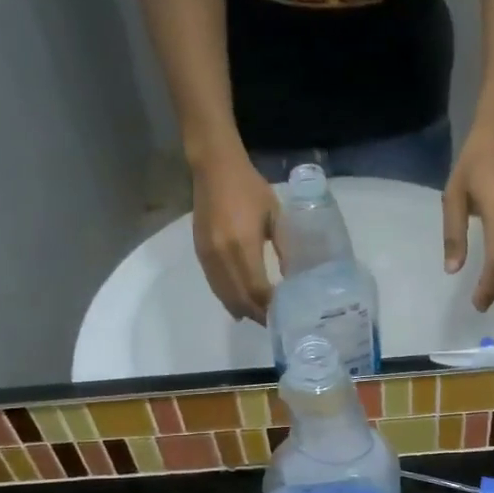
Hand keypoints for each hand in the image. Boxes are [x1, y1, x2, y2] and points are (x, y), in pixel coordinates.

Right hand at [192, 153, 278, 322]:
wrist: (214, 169)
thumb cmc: (250, 189)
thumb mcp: (276, 216)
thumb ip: (284, 247)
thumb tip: (293, 277)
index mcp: (243, 245)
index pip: (257, 290)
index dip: (270, 306)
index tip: (285, 315)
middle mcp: (222, 256)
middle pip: (240, 298)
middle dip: (257, 314)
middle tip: (274, 323)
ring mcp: (208, 257)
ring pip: (225, 296)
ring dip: (242, 310)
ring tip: (260, 318)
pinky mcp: (200, 254)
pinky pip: (215, 286)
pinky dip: (228, 299)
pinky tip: (240, 306)